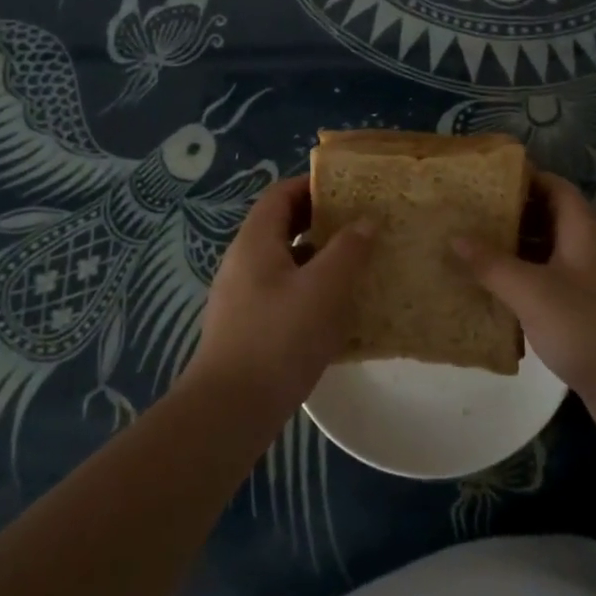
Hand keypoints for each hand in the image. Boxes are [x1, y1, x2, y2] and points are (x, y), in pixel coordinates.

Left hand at [182, 175, 373, 418]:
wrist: (231, 409)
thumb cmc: (280, 337)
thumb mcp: (324, 288)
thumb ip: (348, 250)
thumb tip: (365, 221)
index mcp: (256, 241)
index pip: (281, 195)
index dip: (313, 186)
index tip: (349, 189)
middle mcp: (243, 262)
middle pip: (282, 226)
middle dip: (320, 222)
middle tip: (360, 225)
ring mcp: (242, 296)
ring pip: (285, 262)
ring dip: (319, 258)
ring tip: (357, 264)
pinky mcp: (248, 327)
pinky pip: (283, 293)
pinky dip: (310, 290)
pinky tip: (337, 310)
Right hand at [456, 173, 595, 438]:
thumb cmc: (588, 327)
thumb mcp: (532, 292)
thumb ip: (492, 263)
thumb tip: (455, 236)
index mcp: (584, 230)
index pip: (554, 187)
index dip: (523, 177)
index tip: (483, 179)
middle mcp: (590, 249)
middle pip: (548, 218)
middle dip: (510, 215)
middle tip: (467, 215)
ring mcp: (591, 283)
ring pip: (547, 254)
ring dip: (513, 252)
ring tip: (470, 250)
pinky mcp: (587, 313)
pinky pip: (549, 285)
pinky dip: (523, 284)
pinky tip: (493, 294)